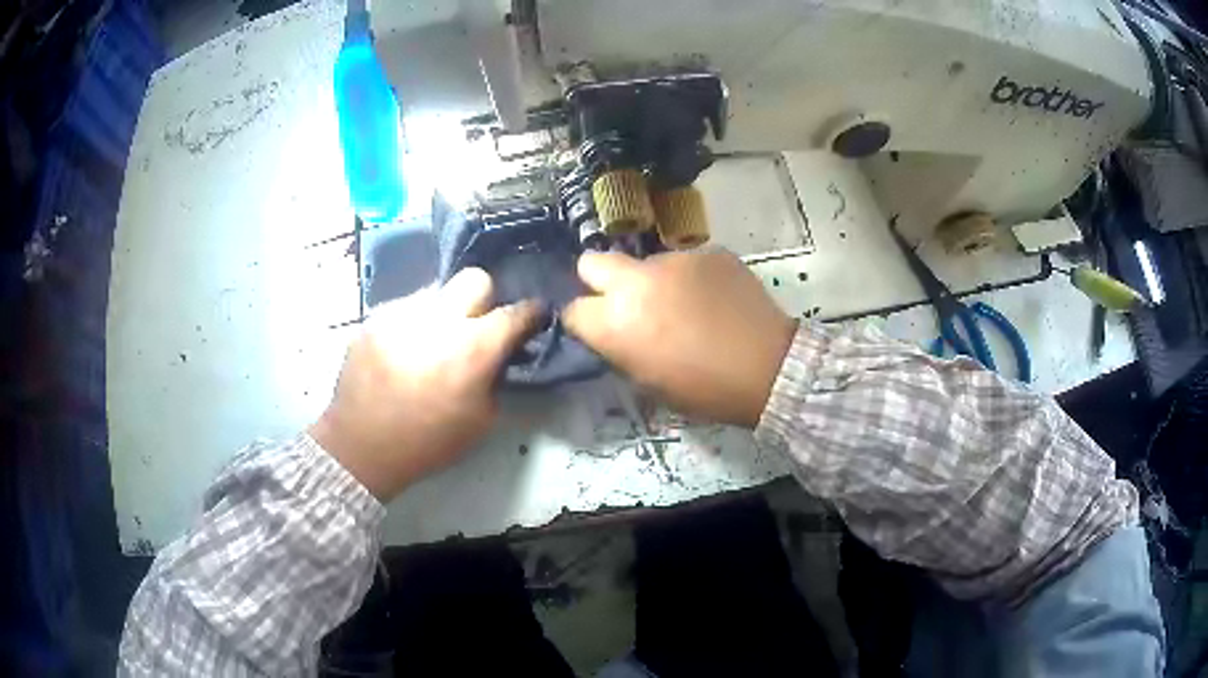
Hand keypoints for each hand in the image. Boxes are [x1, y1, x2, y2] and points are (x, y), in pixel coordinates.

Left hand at [309, 268, 539, 500]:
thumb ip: (497, 378)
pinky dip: (414, 325)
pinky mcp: (375, 318)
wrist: (361, 446)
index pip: (516, 313)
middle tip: (477, 327)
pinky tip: (404, 353)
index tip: (535, 317)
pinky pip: (405, 309)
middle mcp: (439, 318)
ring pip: (436, 292)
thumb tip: (500, 355)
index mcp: (473, 347)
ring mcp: (402, 313)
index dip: (532, 313)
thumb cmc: (428, 442)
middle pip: (475, 279)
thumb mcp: (481, 421)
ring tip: (433, 343)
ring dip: (445, 313)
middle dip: (485, 299)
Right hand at [563, 250, 796, 428]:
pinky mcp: (708, 251)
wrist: (768, 367)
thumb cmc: (705, 390)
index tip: (598, 330)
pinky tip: (715, 299)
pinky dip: (691, 278)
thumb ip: (620, 349)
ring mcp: (674, 260)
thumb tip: (613, 332)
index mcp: (614, 322)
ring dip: (655, 281)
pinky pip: (686, 261)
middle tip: (628, 303)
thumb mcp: (648, 383)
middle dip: (599, 281)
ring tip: (688, 306)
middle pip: (591, 262)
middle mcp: (636, 282)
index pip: (572, 309)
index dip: (583, 321)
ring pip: (646, 263)